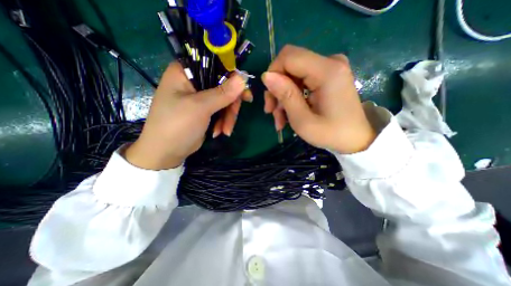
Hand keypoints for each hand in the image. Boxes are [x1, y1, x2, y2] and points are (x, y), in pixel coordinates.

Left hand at [127, 62, 247, 169]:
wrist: (166, 152)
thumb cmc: (177, 125)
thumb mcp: (200, 107)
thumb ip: (222, 93)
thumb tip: (243, 78)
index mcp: (185, 72)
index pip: (215, 65)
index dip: (232, 76)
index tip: (244, 91)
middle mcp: (193, 82)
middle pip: (223, 86)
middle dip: (231, 104)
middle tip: (235, 116)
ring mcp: (200, 98)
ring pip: (225, 100)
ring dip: (227, 117)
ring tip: (225, 131)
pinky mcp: (205, 110)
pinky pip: (221, 111)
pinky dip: (223, 122)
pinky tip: (219, 132)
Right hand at [264, 44, 374, 153]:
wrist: (356, 140)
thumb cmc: (331, 134)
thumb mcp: (303, 120)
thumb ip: (285, 95)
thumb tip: (266, 76)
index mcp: (327, 71)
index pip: (289, 57)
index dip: (273, 74)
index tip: (270, 99)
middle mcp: (330, 63)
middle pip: (290, 65)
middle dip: (277, 89)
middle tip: (271, 112)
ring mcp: (330, 69)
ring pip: (293, 75)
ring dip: (283, 97)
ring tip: (280, 119)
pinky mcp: (328, 77)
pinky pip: (301, 81)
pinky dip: (292, 97)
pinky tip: (288, 114)